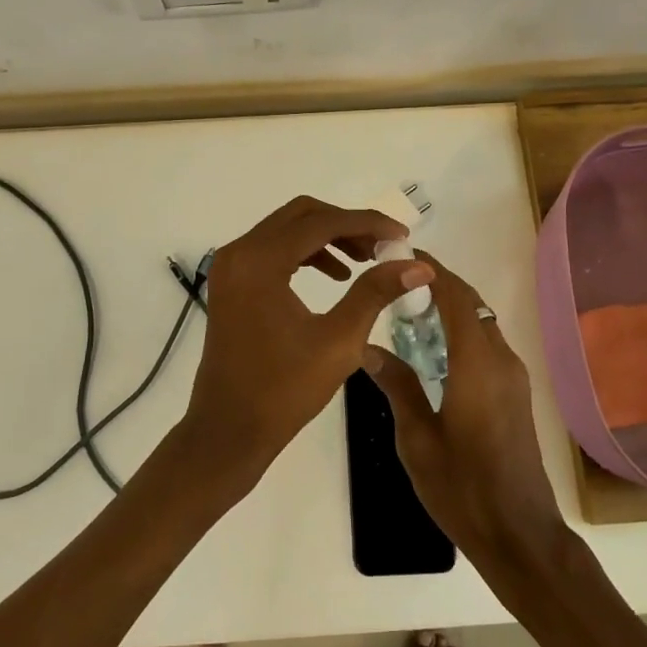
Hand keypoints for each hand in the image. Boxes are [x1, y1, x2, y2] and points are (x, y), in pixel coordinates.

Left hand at [182, 196, 430, 483]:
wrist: (229, 430)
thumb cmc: (284, 391)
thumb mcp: (339, 341)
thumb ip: (376, 293)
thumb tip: (418, 265)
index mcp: (260, 262)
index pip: (321, 223)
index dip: (366, 223)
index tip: (401, 236)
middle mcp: (239, 252)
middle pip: (301, 216)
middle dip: (346, 224)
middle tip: (383, 247)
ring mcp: (231, 266)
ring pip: (287, 229)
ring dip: (328, 237)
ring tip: (365, 261)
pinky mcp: (231, 282)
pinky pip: (273, 249)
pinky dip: (306, 253)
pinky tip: (336, 276)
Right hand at [362, 252, 566, 562]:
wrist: (520, 536)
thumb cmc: (463, 489)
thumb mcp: (417, 440)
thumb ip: (397, 387)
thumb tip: (368, 347)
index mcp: (477, 366)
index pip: (456, 298)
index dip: (432, 271)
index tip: (403, 255)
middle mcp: (501, 361)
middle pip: (472, 305)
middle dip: (438, 287)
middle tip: (396, 286)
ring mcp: (513, 378)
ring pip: (481, 325)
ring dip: (450, 310)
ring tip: (407, 315)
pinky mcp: (516, 395)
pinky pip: (487, 346)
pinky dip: (461, 334)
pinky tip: (432, 353)